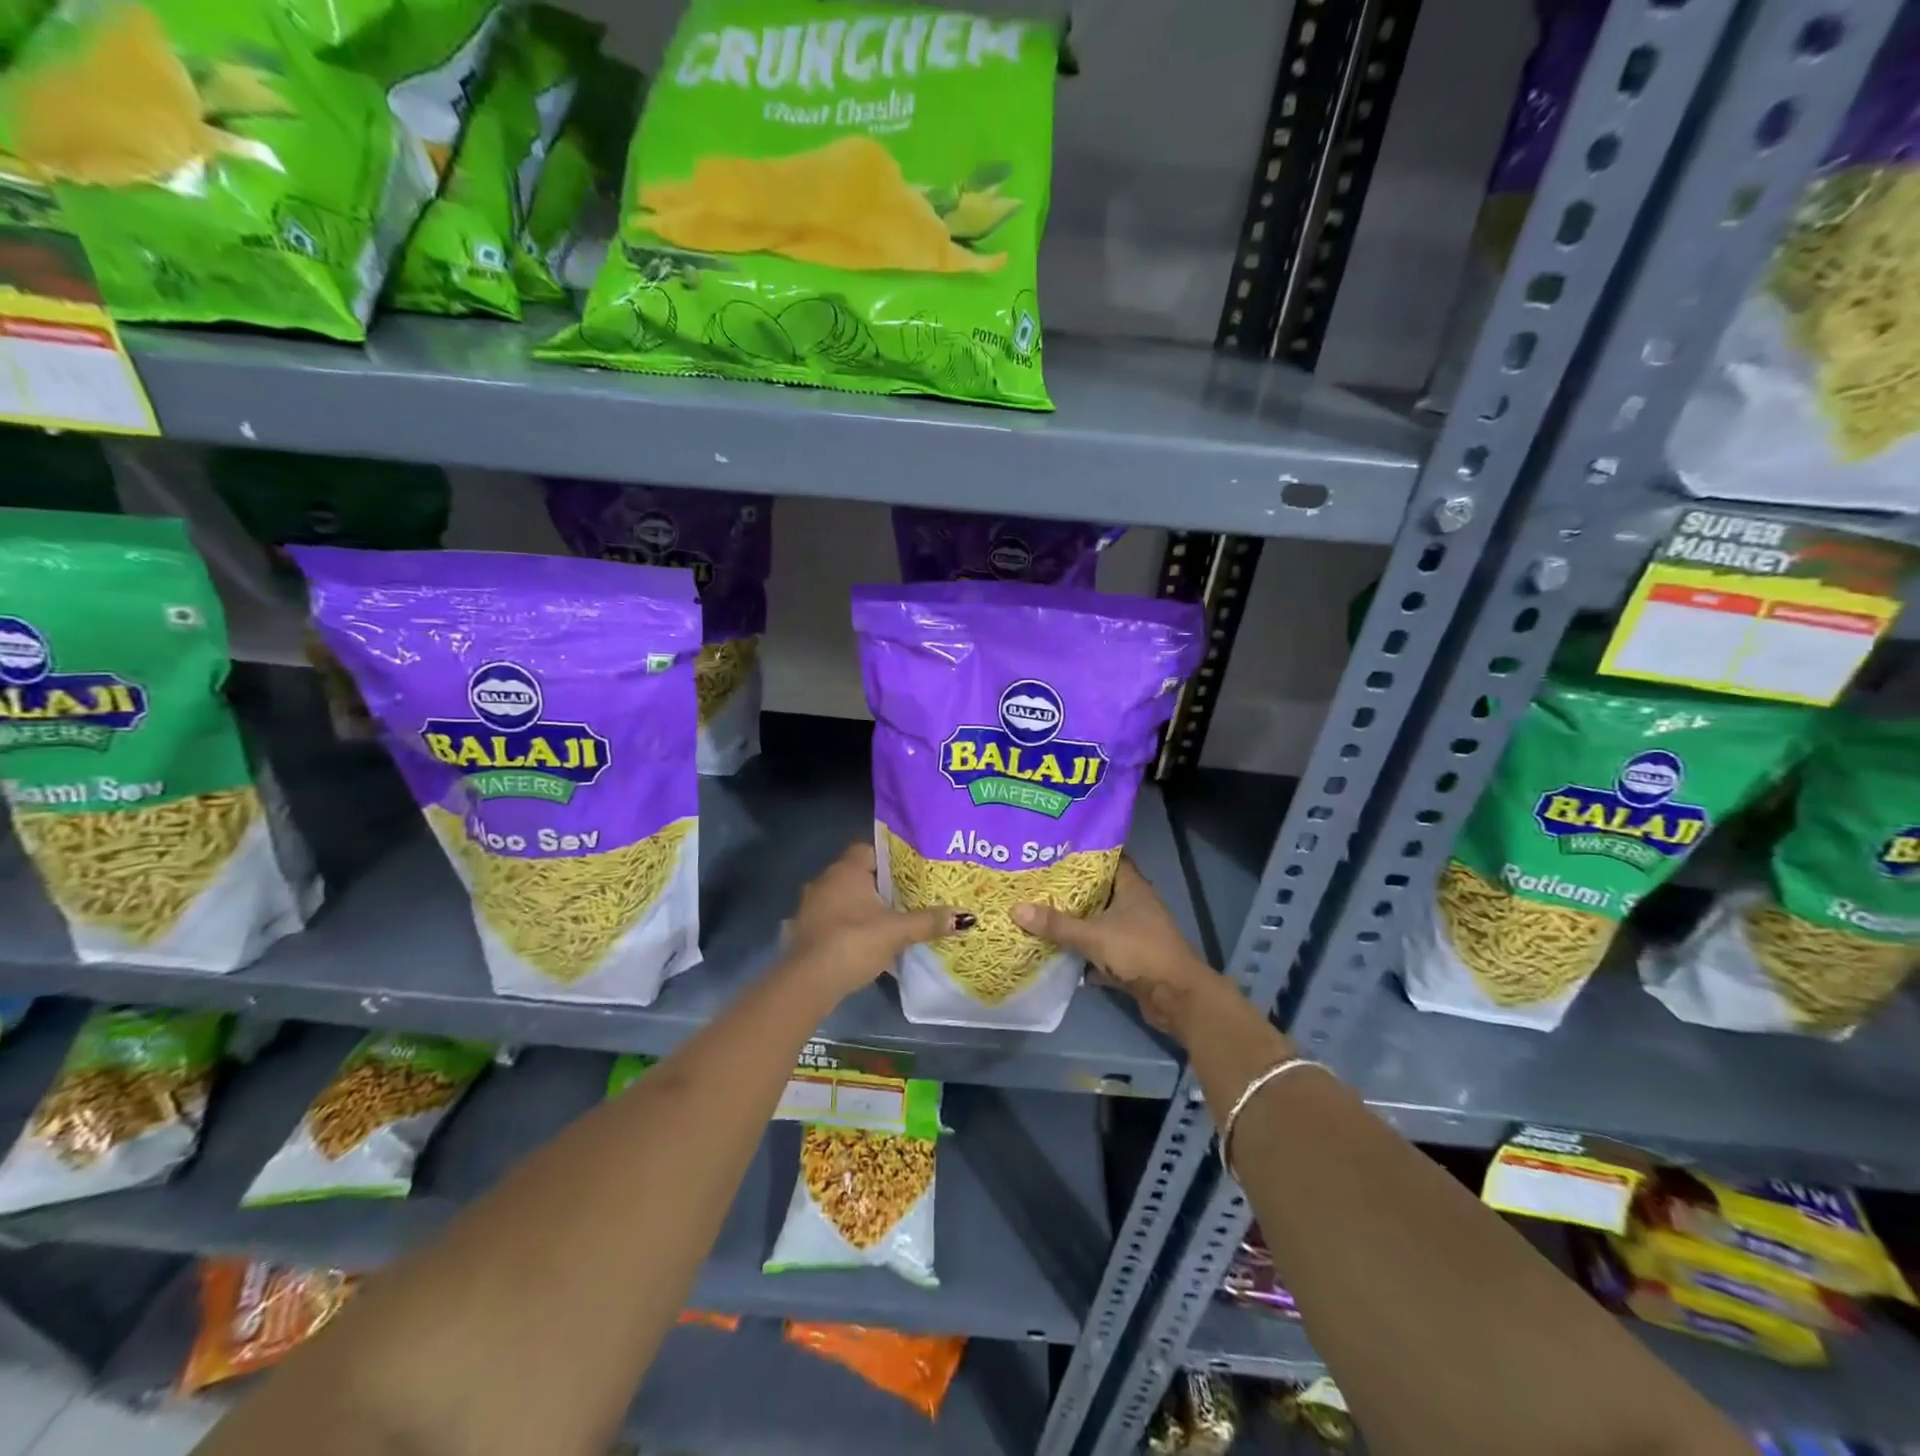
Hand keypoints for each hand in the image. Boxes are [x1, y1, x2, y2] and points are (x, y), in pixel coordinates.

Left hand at [782, 842, 968, 1000]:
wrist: (808, 981)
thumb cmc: (853, 942)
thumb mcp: (897, 931)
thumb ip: (929, 921)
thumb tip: (966, 916)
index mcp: (846, 870)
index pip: (869, 849)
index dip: (890, 859)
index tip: (910, 873)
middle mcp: (824, 880)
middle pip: (857, 874)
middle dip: (880, 885)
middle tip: (906, 897)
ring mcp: (810, 906)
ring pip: (843, 897)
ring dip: (862, 907)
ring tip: (889, 920)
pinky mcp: (805, 930)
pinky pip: (832, 918)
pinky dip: (848, 925)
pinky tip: (865, 941)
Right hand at [1013, 859, 1225, 1038]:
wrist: (1176, 998)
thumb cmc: (1140, 952)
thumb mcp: (1093, 935)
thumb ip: (1056, 924)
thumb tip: (1016, 908)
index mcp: (1132, 888)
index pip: (1108, 859)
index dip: (1084, 853)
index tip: (1054, 850)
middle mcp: (1135, 905)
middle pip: (1100, 891)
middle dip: (1072, 889)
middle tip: (1038, 881)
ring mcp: (1135, 932)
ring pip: (1100, 921)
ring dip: (1077, 921)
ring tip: (1041, 911)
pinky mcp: (1132, 958)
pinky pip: (1102, 948)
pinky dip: (1084, 951)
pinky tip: (1058, 950)